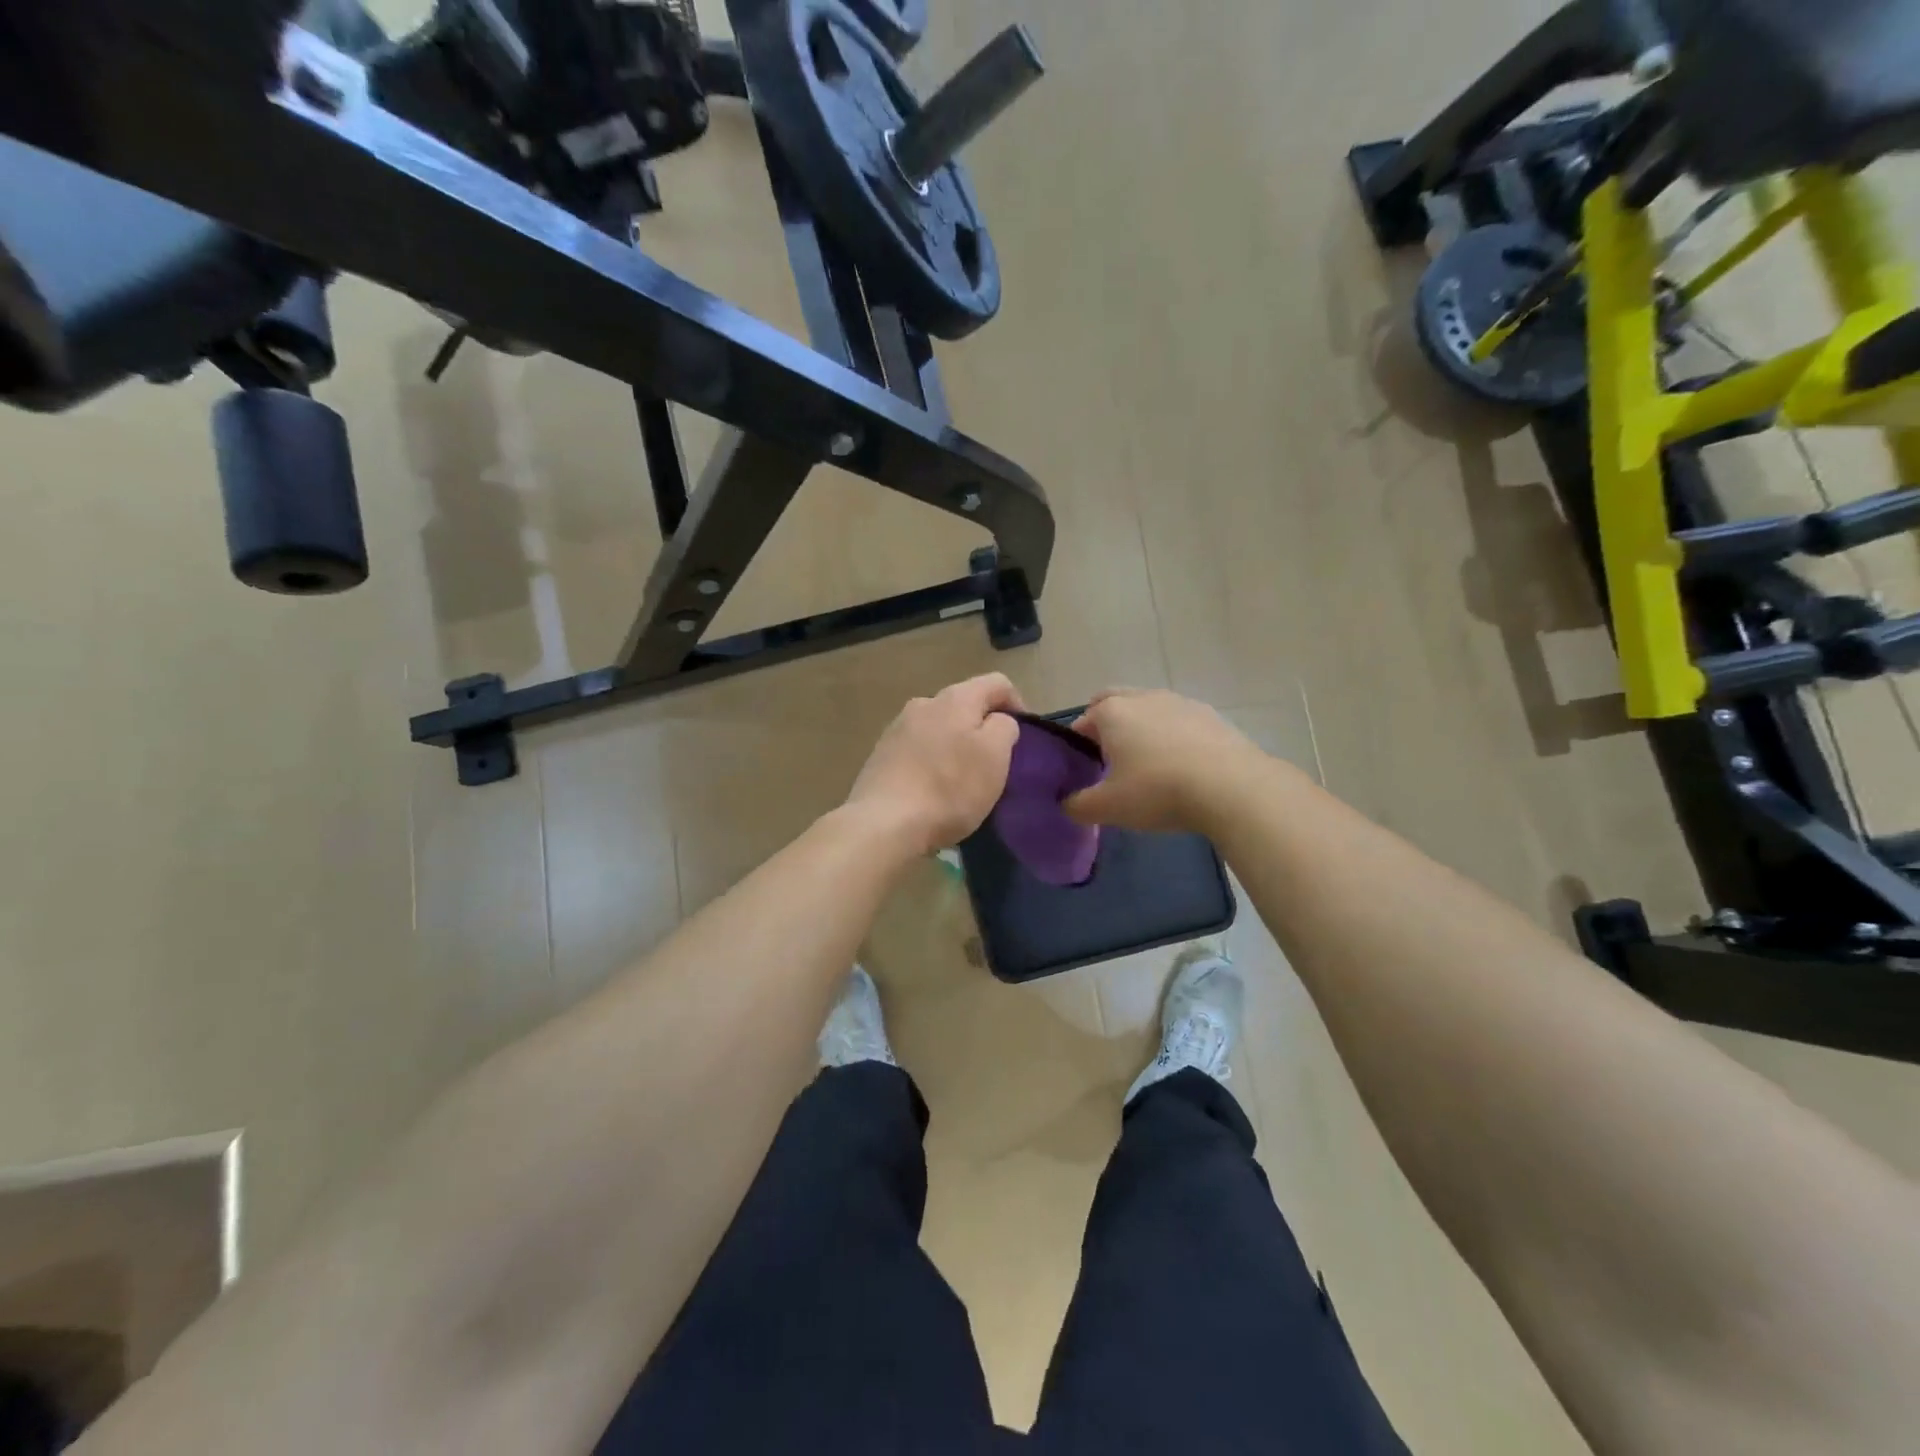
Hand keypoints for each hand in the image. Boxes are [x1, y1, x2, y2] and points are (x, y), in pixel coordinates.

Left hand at [846, 673, 1025, 854]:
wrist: (883, 823)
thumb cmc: (949, 788)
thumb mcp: (995, 757)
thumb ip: (1004, 728)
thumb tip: (997, 721)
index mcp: (955, 698)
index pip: (997, 683)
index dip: (1017, 703)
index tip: (1024, 737)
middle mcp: (923, 703)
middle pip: (964, 704)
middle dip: (982, 727)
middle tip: (995, 761)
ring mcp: (897, 728)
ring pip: (939, 727)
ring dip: (955, 744)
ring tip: (963, 778)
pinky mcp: (880, 755)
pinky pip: (917, 749)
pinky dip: (932, 761)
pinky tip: (933, 789)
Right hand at [1063, 689, 1263, 832]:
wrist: (1232, 788)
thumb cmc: (1158, 791)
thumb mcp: (1108, 807)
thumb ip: (1077, 805)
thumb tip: (1066, 803)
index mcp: (1111, 712)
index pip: (1081, 723)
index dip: (1077, 748)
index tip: (1086, 774)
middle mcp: (1143, 697)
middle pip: (1112, 702)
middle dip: (1106, 726)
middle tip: (1111, 761)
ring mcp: (1180, 702)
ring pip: (1148, 709)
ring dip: (1141, 728)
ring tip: (1149, 765)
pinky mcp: (1210, 715)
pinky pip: (1179, 721)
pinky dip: (1173, 736)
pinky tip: (1182, 765)